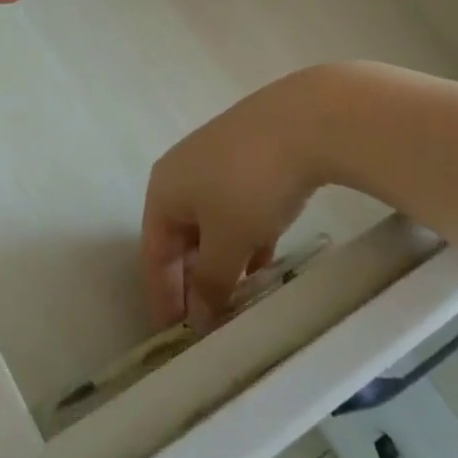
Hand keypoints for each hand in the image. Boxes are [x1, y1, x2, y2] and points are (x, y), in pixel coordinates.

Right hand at [142, 70, 333, 328]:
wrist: (304, 120)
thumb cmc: (250, 184)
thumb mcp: (228, 242)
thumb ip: (211, 283)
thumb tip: (199, 320)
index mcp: (162, 190)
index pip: (153, 253)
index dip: (163, 296)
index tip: (175, 337)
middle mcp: (180, 173)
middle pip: (180, 238)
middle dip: (194, 281)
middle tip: (211, 322)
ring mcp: (215, 162)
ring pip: (211, 224)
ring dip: (222, 263)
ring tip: (240, 300)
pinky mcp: (248, 157)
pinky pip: (235, 208)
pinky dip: (244, 239)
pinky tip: (263, 262)